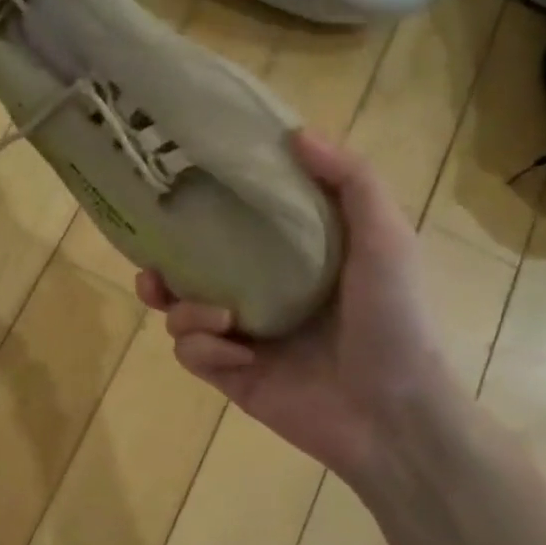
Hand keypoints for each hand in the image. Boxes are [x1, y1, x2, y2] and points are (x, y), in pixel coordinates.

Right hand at [139, 132, 460, 481]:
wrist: (392, 412)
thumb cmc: (393, 319)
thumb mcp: (385, 238)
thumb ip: (350, 181)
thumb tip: (297, 132)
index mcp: (291, 262)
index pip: (233, 229)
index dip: (201, 213)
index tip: (175, 194)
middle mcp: (258, 296)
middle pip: (190, 274)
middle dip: (162, 269)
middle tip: (152, 267)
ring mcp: (241, 338)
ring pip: (180, 314)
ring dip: (186, 311)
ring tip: (216, 317)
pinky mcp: (229, 376)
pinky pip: (191, 354)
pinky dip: (206, 350)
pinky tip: (240, 357)